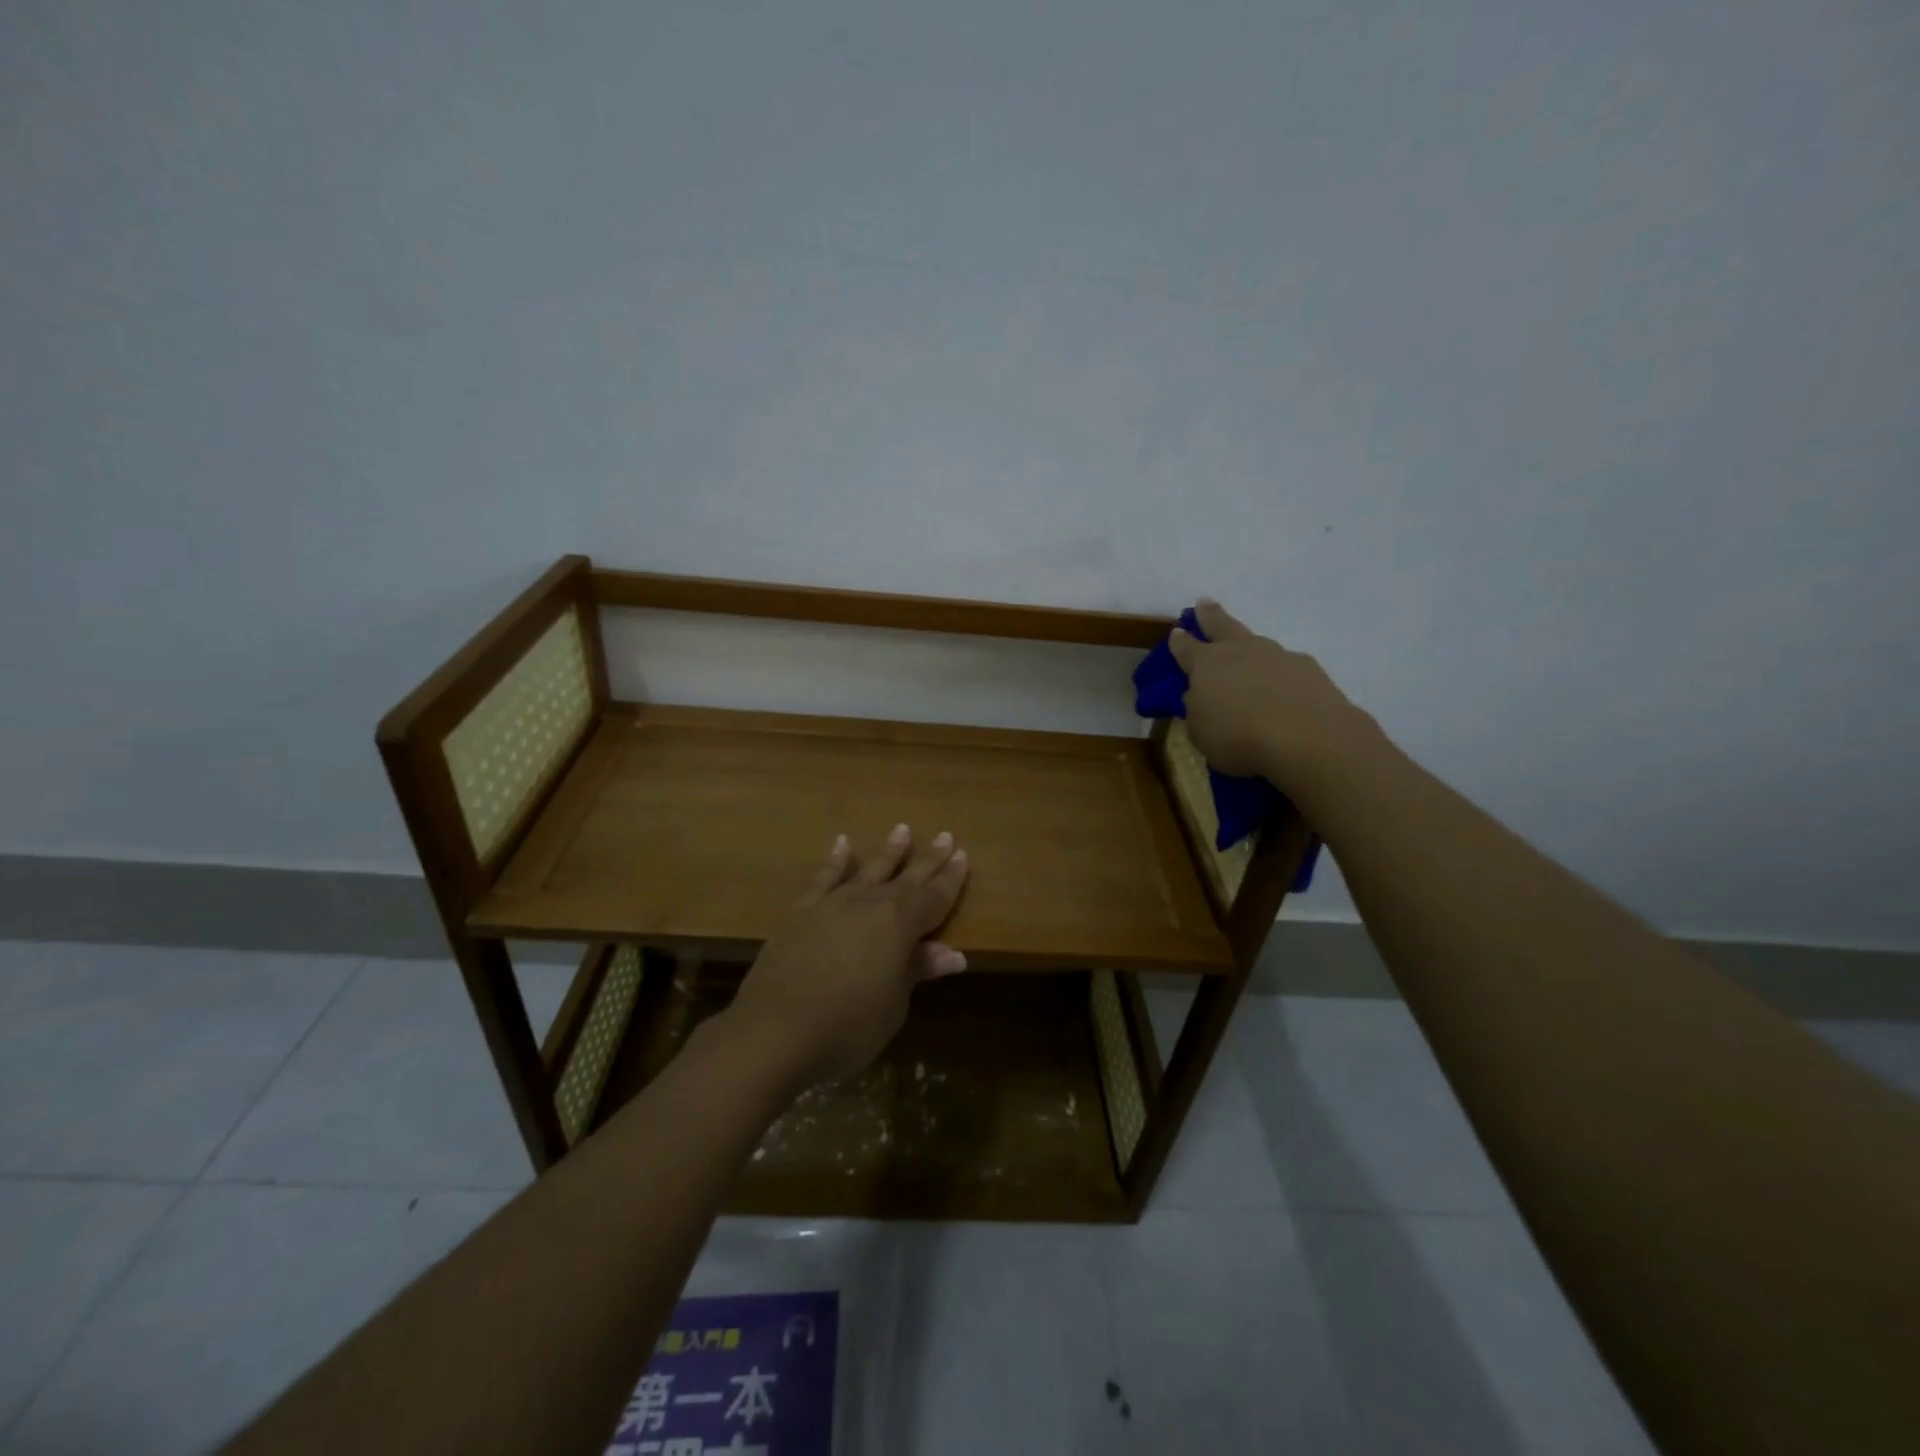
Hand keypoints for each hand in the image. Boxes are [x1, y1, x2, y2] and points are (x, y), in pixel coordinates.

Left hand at [723, 825, 969, 1089]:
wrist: (774, 1030)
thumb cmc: (846, 1027)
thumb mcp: (893, 1005)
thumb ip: (917, 970)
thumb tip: (955, 955)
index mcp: (900, 925)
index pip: (934, 897)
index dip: (951, 880)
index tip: (963, 856)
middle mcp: (870, 904)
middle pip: (907, 878)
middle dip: (929, 859)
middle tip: (946, 837)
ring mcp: (834, 903)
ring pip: (869, 870)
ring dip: (889, 852)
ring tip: (902, 830)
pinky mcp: (802, 911)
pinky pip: (824, 877)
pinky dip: (836, 860)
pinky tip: (842, 844)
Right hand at [1169, 599, 1378, 791]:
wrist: (1307, 739)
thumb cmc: (1239, 738)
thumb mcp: (1200, 731)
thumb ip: (1197, 709)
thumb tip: (1200, 696)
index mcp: (1207, 664)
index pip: (1186, 647)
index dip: (1179, 641)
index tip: (1176, 632)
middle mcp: (1241, 651)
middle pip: (1222, 625)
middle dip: (1210, 614)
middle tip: (1204, 602)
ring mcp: (1277, 655)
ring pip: (1258, 645)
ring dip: (1250, 649)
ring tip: (1249, 663)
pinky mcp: (1308, 668)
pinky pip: (1286, 667)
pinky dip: (1280, 675)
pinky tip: (1283, 692)